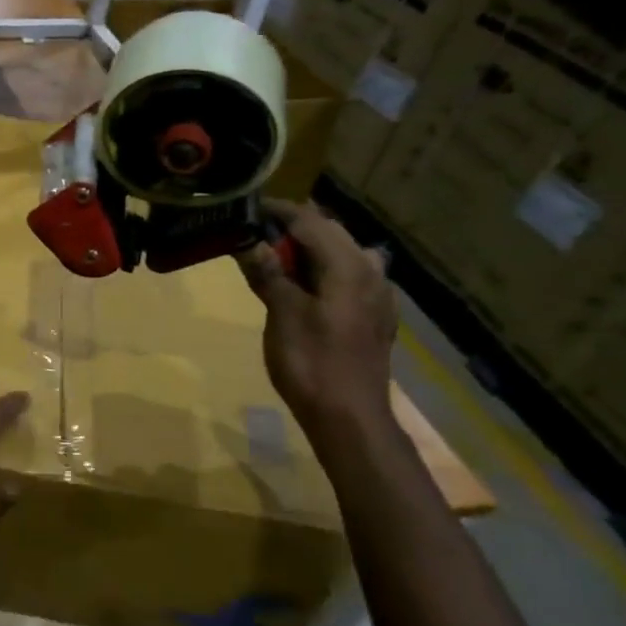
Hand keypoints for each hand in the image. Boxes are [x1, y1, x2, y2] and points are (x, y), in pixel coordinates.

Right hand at [236, 201, 397, 438]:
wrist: (349, 417)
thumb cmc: (312, 362)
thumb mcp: (282, 313)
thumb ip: (269, 273)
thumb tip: (251, 242)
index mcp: (349, 266)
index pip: (310, 221)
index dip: (278, 211)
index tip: (248, 208)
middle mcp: (370, 272)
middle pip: (331, 233)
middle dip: (294, 227)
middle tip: (256, 232)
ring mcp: (377, 295)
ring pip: (344, 253)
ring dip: (312, 249)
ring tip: (280, 258)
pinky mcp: (374, 316)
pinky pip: (350, 276)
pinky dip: (325, 270)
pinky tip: (308, 286)